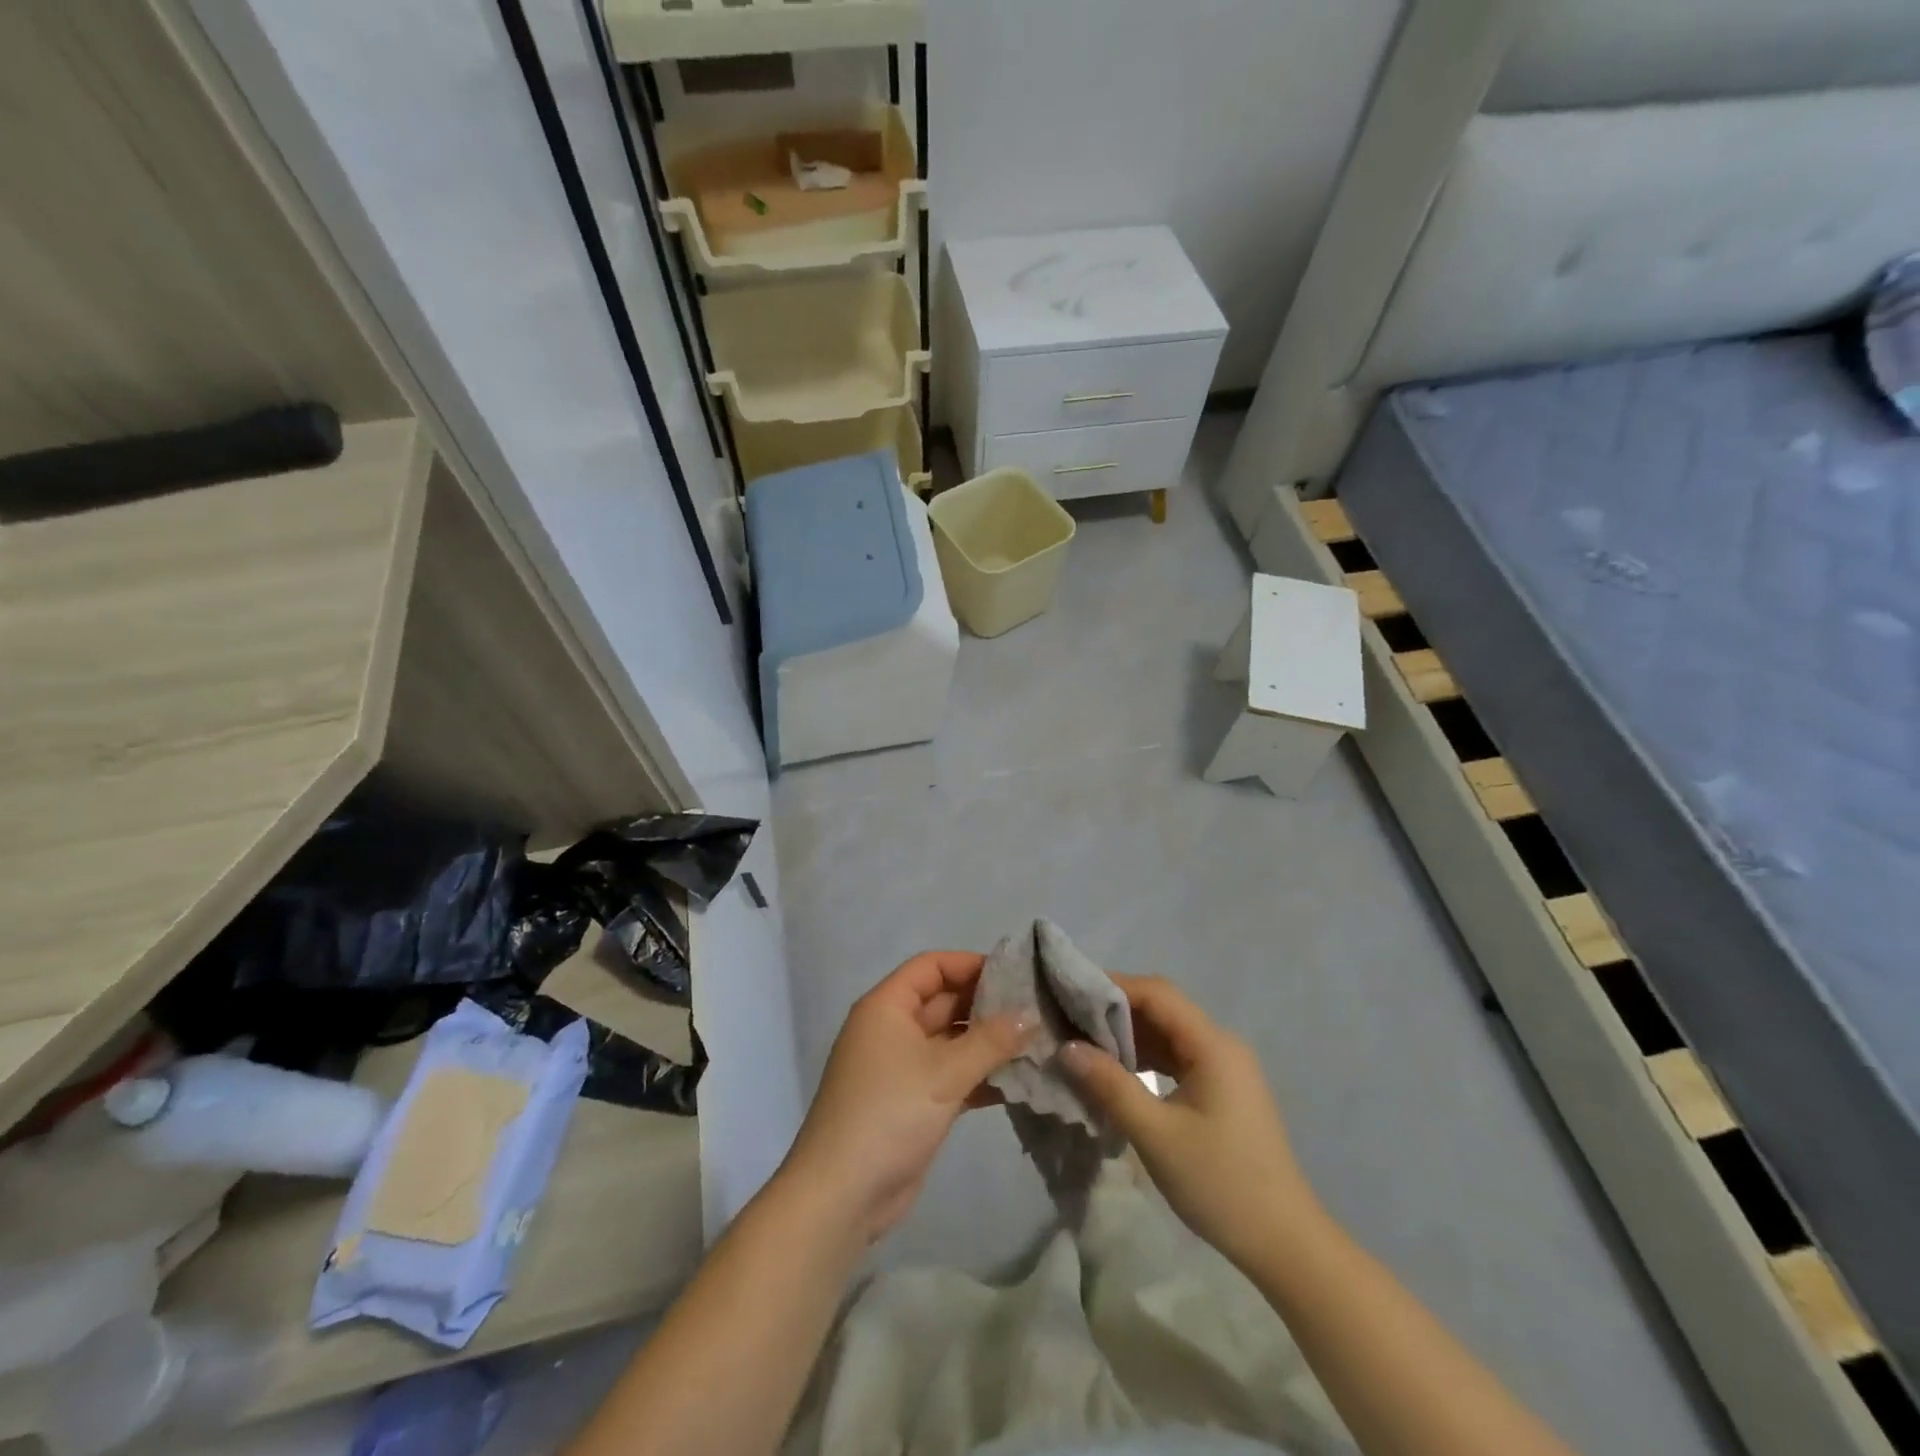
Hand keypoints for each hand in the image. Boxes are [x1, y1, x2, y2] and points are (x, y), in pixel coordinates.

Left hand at [781, 951, 1034, 1243]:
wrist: (843, 1196)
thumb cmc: (889, 1113)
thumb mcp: (944, 1072)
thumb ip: (991, 1040)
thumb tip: (1031, 1014)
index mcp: (887, 1007)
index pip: (931, 967)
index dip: (970, 964)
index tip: (1014, 974)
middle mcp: (892, 1029)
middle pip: (944, 1001)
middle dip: (986, 1005)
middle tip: (1034, 1010)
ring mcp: (901, 1067)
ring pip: (951, 1041)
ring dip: (988, 1043)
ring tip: (1035, 1043)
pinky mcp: (913, 1102)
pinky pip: (951, 1075)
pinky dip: (979, 1076)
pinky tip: (1018, 1082)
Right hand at [1061, 974, 1322, 1271]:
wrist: (1285, 1244)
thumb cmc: (1221, 1184)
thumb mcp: (1157, 1135)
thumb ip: (1110, 1086)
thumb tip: (1066, 1048)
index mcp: (1212, 1045)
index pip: (1156, 993)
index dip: (1112, 987)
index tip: (1070, 995)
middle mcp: (1221, 1045)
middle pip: (1162, 1009)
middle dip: (1114, 1011)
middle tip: (1069, 1021)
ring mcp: (1224, 1068)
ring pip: (1168, 1034)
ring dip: (1128, 1037)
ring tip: (1084, 1046)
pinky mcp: (1222, 1090)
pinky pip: (1177, 1057)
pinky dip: (1146, 1058)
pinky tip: (1118, 1074)